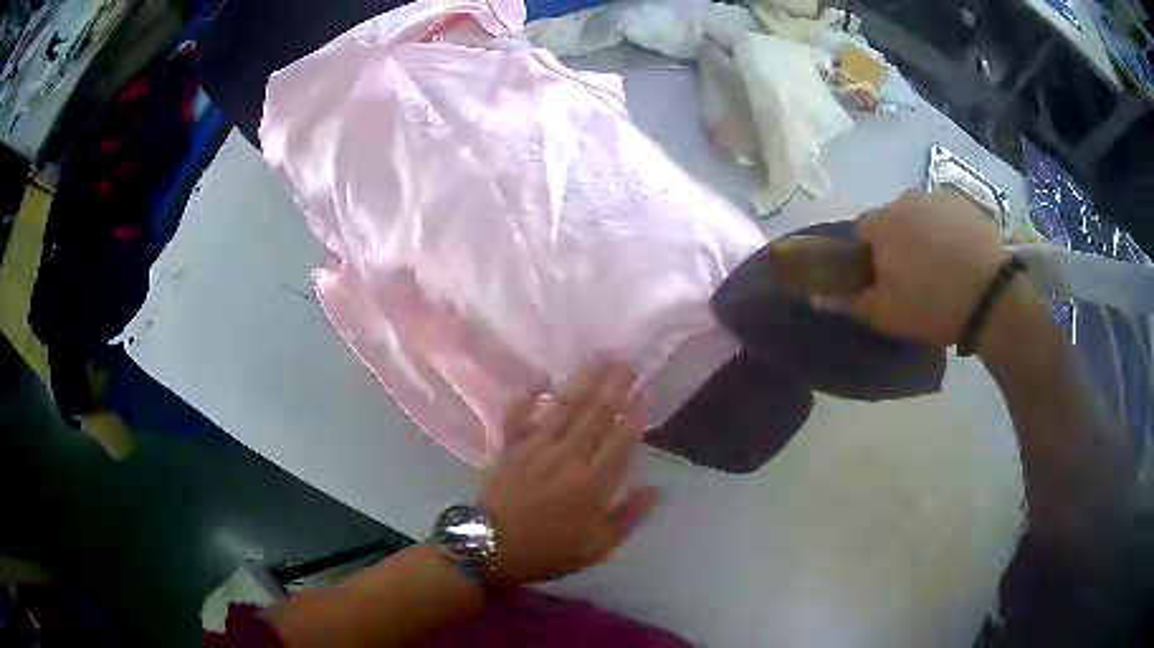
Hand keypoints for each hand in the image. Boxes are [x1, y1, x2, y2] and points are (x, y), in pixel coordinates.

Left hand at [479, 363, 658, 585]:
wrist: (488, 548)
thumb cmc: (547, 551)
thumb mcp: (597, 547)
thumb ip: (628, 516)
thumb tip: (657, 489)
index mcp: (592, 484)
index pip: (620, 440)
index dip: (635, 414)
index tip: (646, 391)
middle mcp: (566, 457)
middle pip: (595, 415)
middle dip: (614, 387)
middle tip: (627, 363)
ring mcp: (534, 448)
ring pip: (564, 407)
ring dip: (583, 382)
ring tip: (599, 361)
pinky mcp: (508, 446)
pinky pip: (519, 414)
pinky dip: (528, 394)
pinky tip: (542, 377)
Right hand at [851, 191, 1010, 346]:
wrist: (991, 296)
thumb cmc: (934, 304)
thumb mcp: (887, 315)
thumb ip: (854, 302)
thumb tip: (823, 296)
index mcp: (883, 223)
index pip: (861, 231)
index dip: (868, 255)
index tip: (883, 278)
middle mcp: (906, 200)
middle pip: (891, 219)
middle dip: (896, 241)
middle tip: (913, 274)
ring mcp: (937, 198)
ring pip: (919, 215)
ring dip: (922, 233)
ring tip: (939, 263)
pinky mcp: (964, 203)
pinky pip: (944, 215)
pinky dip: (945, 230)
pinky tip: (958, 254)